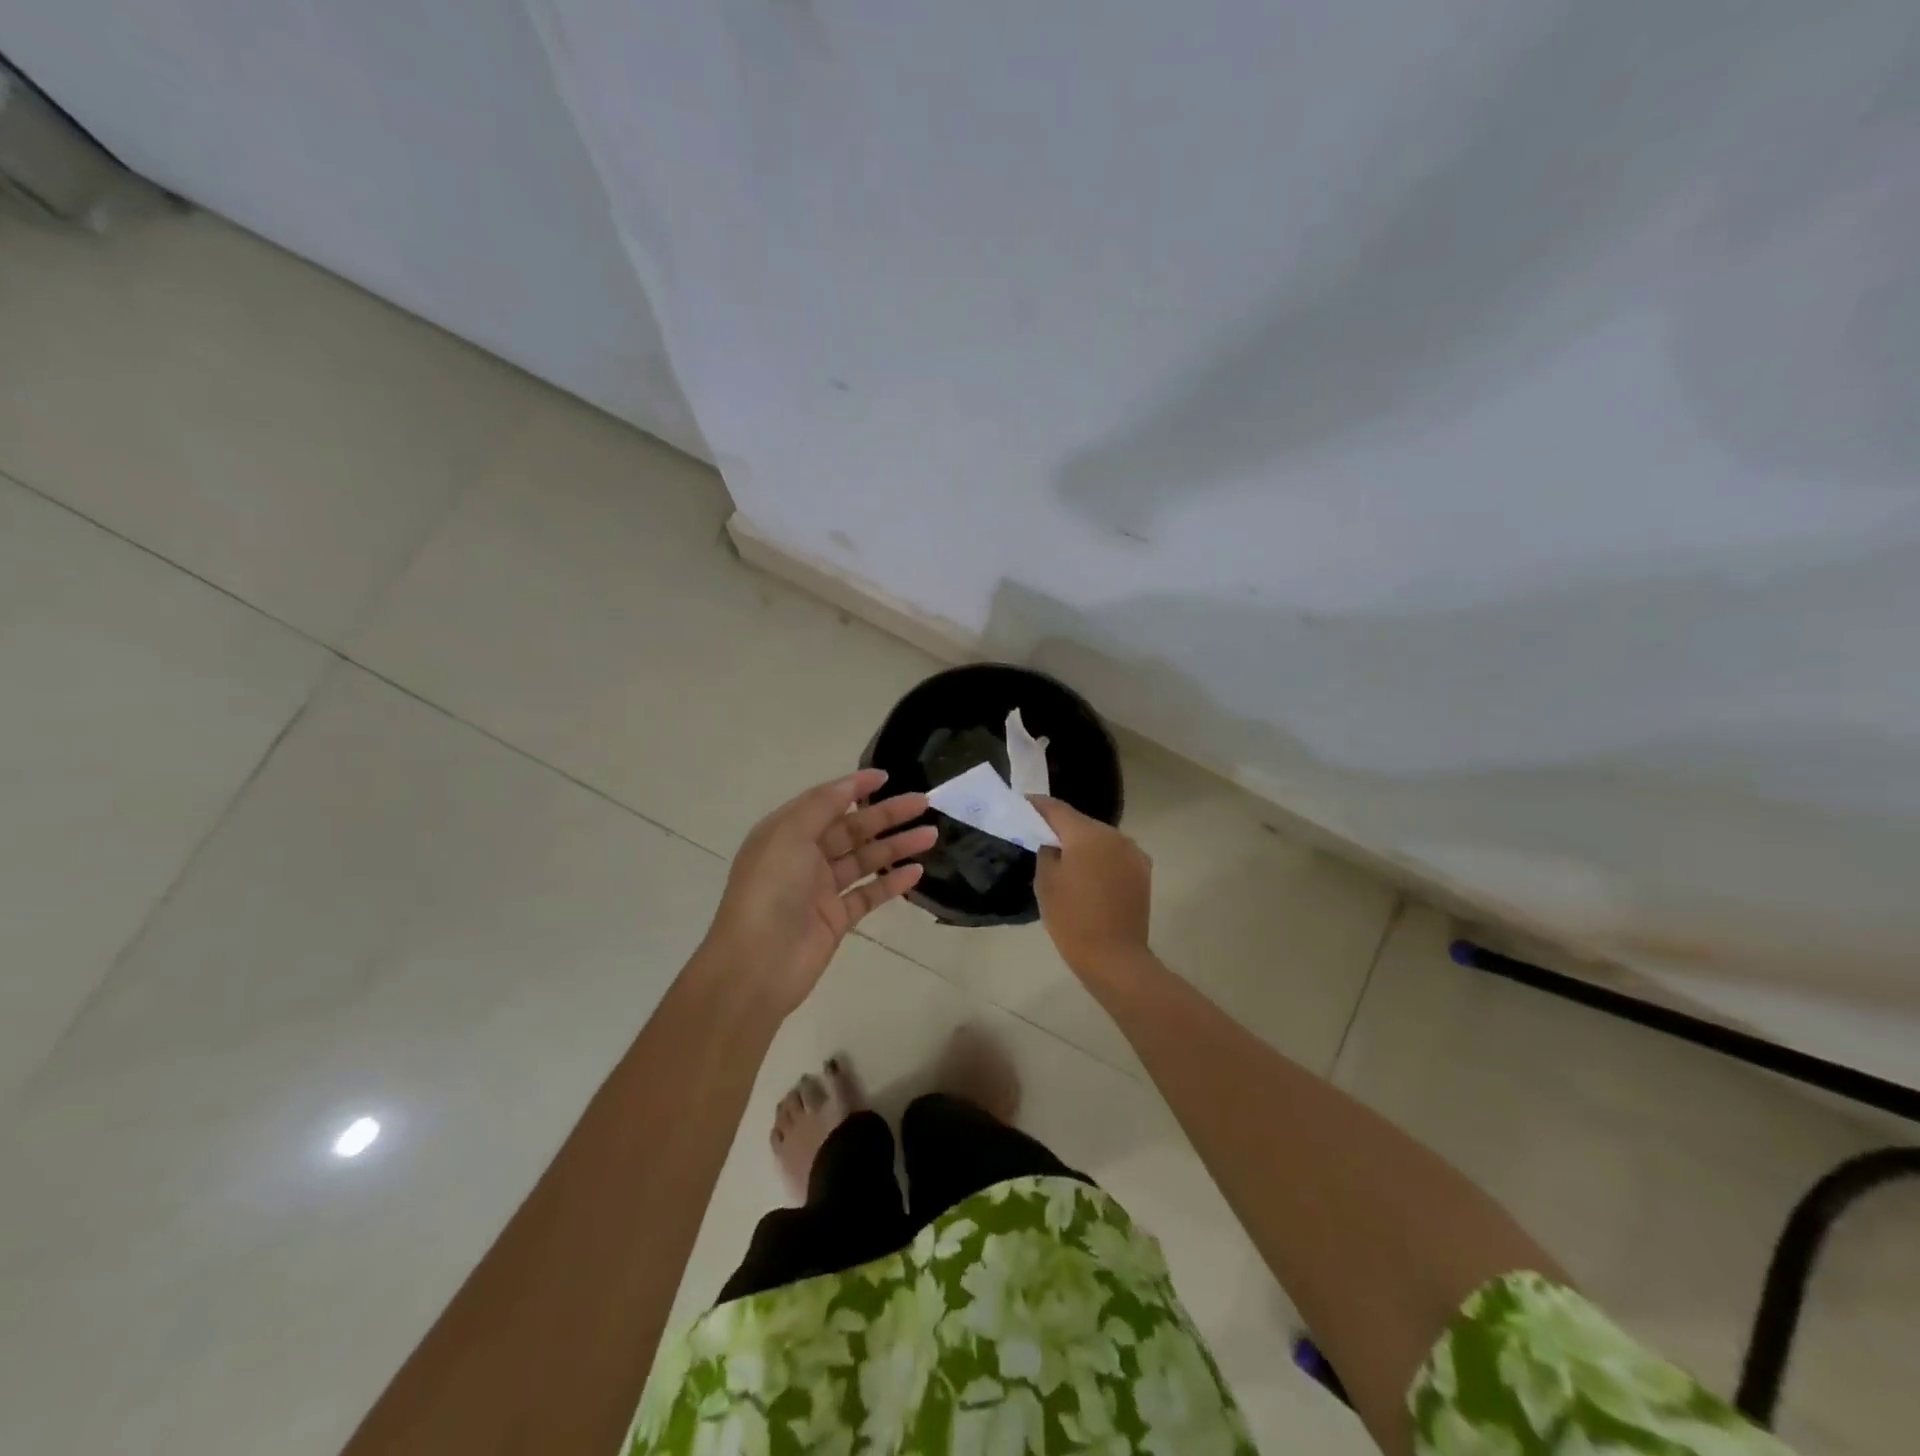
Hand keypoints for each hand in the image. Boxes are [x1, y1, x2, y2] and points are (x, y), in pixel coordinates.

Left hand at [704, 768, 934, 1014]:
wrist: (755, 965)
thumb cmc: (770, 890)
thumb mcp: (790, 834)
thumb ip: (822, 805)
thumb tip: (851, 783)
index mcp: (786, 833)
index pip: (826, 802)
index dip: (855, 787)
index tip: (887, 776)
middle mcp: (803, 857)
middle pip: (851, 829)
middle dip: (886, 815)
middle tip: (924, 803)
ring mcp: (820, 890)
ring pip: (865, 860)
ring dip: (896, 846)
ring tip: (931, 835)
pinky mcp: (836, 919)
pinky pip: (869, 894)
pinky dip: (891, 883)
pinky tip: (916, 872)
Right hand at [1032, 798, 1152, 975]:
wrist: (1114, 958)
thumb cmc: (1072, 919)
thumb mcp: (1045, 882)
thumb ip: (1047, 851)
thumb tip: (1053, 841)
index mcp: (1087, 834)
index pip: (1057, 809)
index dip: (1038, 805)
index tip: (1023, 804)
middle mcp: (1115, 835)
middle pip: (1081, 823)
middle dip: (1061, 827)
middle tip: (1040, 835)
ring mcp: (1133, 853)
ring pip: (1100, 839)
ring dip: (1083, 844)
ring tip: (1065, 858)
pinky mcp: (1142, 871)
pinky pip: (1115, 855)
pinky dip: (1100, 859)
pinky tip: (1089, 875)